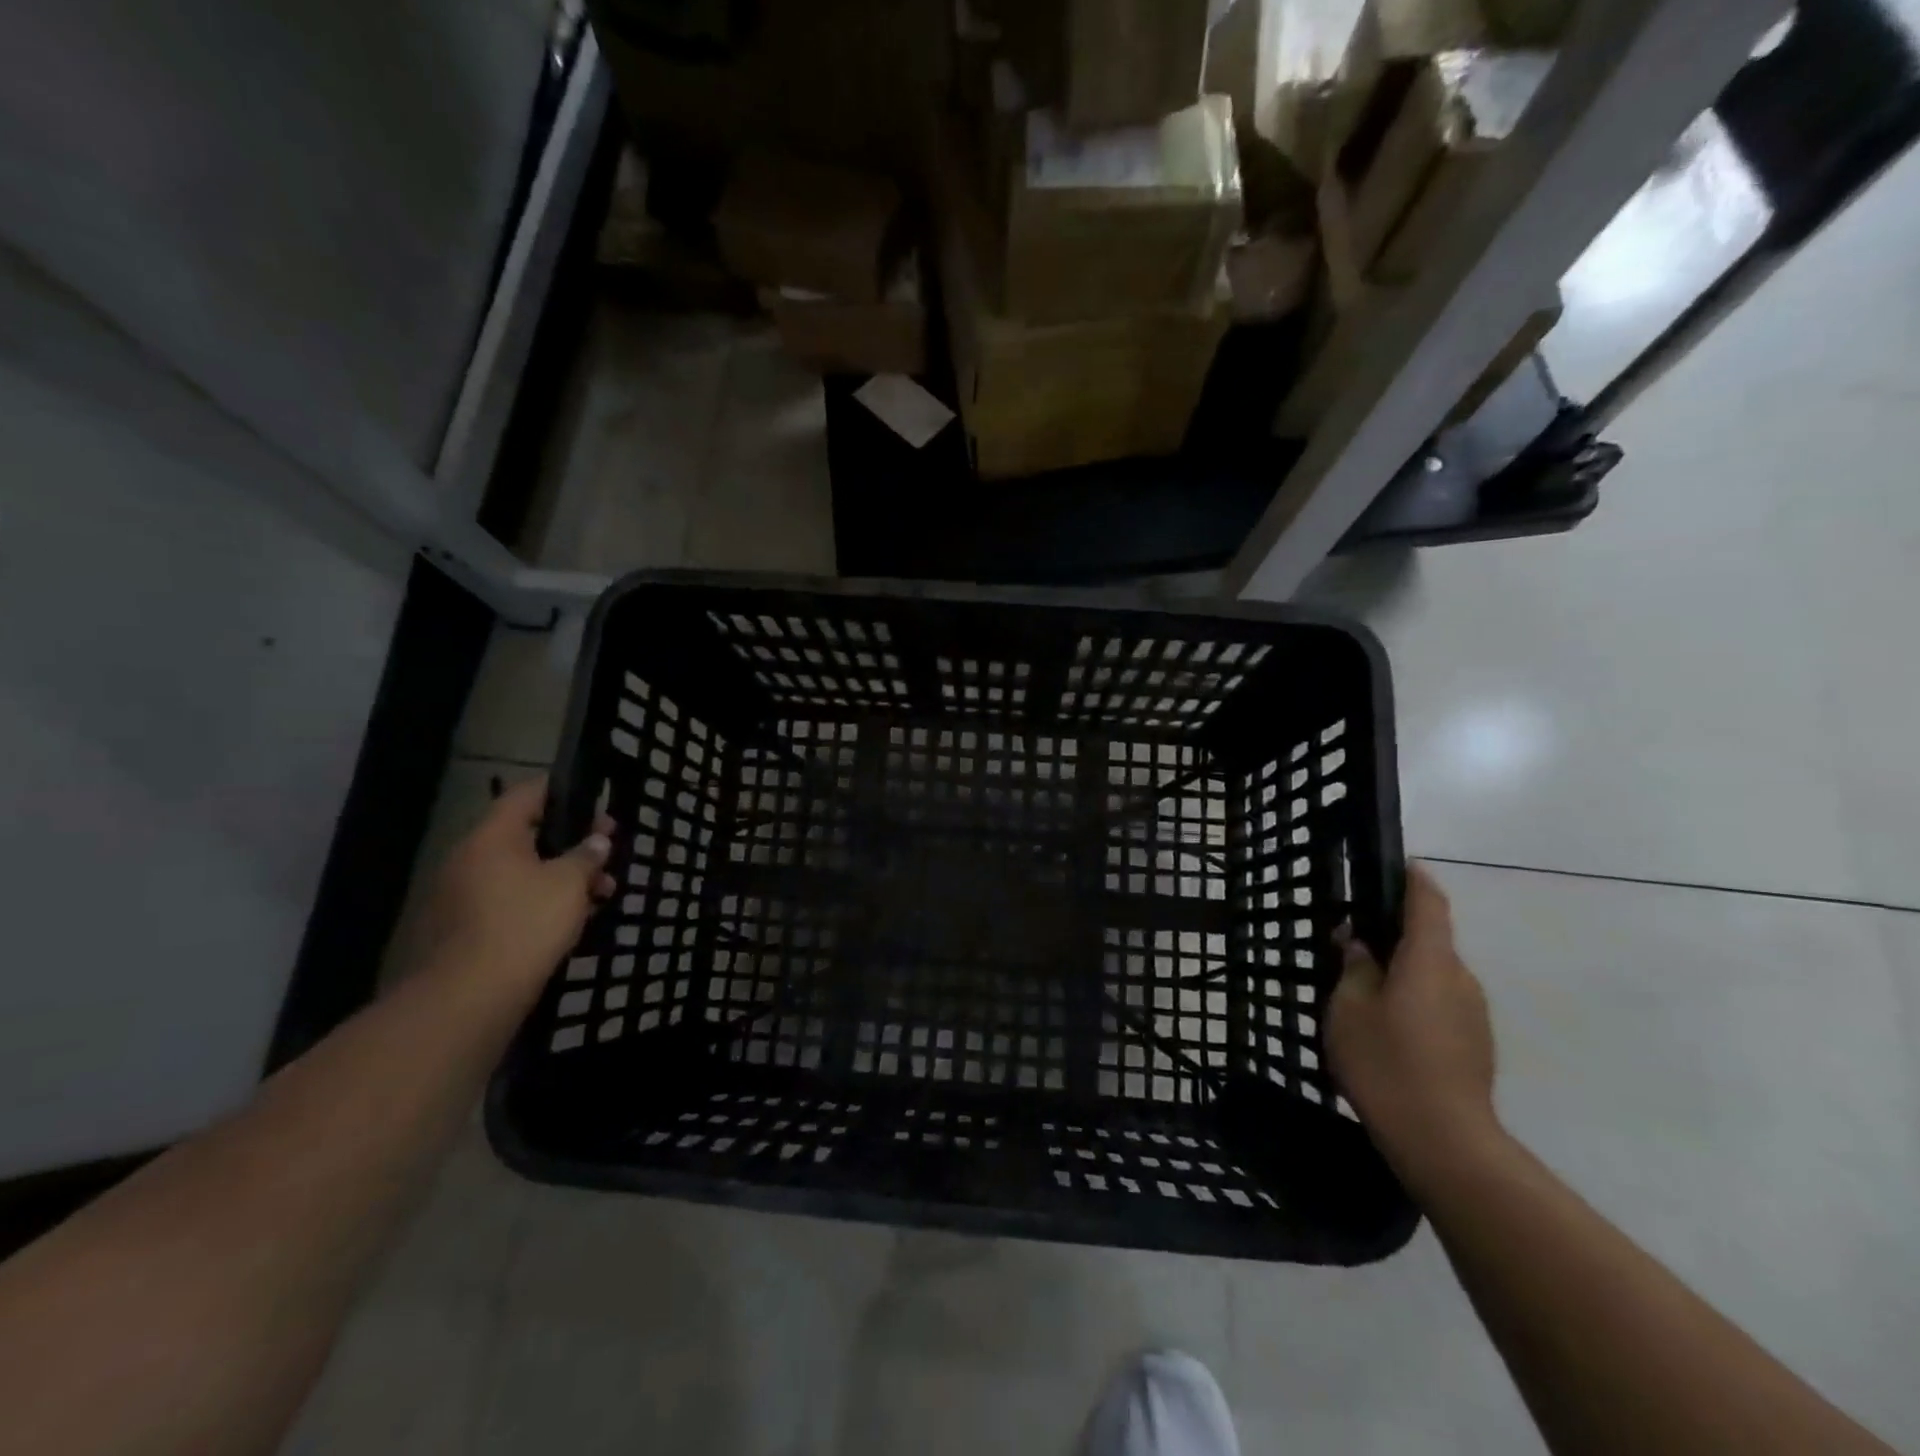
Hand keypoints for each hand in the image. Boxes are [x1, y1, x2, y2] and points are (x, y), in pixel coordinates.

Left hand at [412, 778, 615, 999]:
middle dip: (572, 843)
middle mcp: (471, 858)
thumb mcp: (570, 883)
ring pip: (523, 871)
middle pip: (527, 835)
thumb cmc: (525, 923)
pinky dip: (542, 900)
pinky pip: (512, 898)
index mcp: (492, 837)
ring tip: (602, 893)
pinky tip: (574, 918)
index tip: (595, 801)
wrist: (470, 995)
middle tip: (608, 853)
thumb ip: (587, 855)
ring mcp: (464, 894)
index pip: (526, 794)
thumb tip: (597, 840)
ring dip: (563, 876)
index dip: (561, 791)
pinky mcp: (467, 927)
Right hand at [1328, 864, 1502, 1184]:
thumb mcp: (1348, 1008)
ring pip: (1434, 973)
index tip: (1394, 866)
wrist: (1444, 1141)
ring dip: (1404, 970)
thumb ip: (1354, 967)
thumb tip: (1359, 943)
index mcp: (1429, 960)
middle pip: (1430, 939)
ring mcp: (1473, 1012)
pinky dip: (1415, 998)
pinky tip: (1387, 1025)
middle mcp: (1460, 977)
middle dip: (1395, 933)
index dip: (1412, 879)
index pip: (1428, 902)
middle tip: (1352, 942)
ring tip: (1363, 989)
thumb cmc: (1386, 1062)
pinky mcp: (1475, 1042)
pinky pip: (1442, 1002)